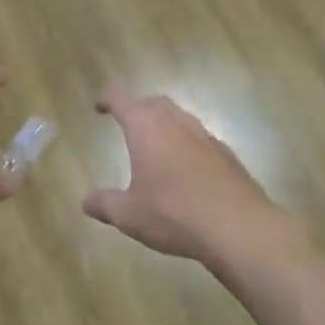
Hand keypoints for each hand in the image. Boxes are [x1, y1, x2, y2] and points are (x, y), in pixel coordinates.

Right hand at [83, 84, 286, 261]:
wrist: (238, 227)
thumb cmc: (173, 215)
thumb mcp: (128, 215)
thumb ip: (105, 204)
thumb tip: (86, 202)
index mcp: (147, 130)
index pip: (122, 99)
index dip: (108, 97)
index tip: (99, 105)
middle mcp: (177, 125)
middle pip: (154, 103)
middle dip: (137, 108)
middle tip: (127, 122)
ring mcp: (206, 138)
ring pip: (180, 118)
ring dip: (164, 124)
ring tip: (154, 145)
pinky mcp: (227, 155)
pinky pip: (199, 140)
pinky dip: (185, 145)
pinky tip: (184, 170)